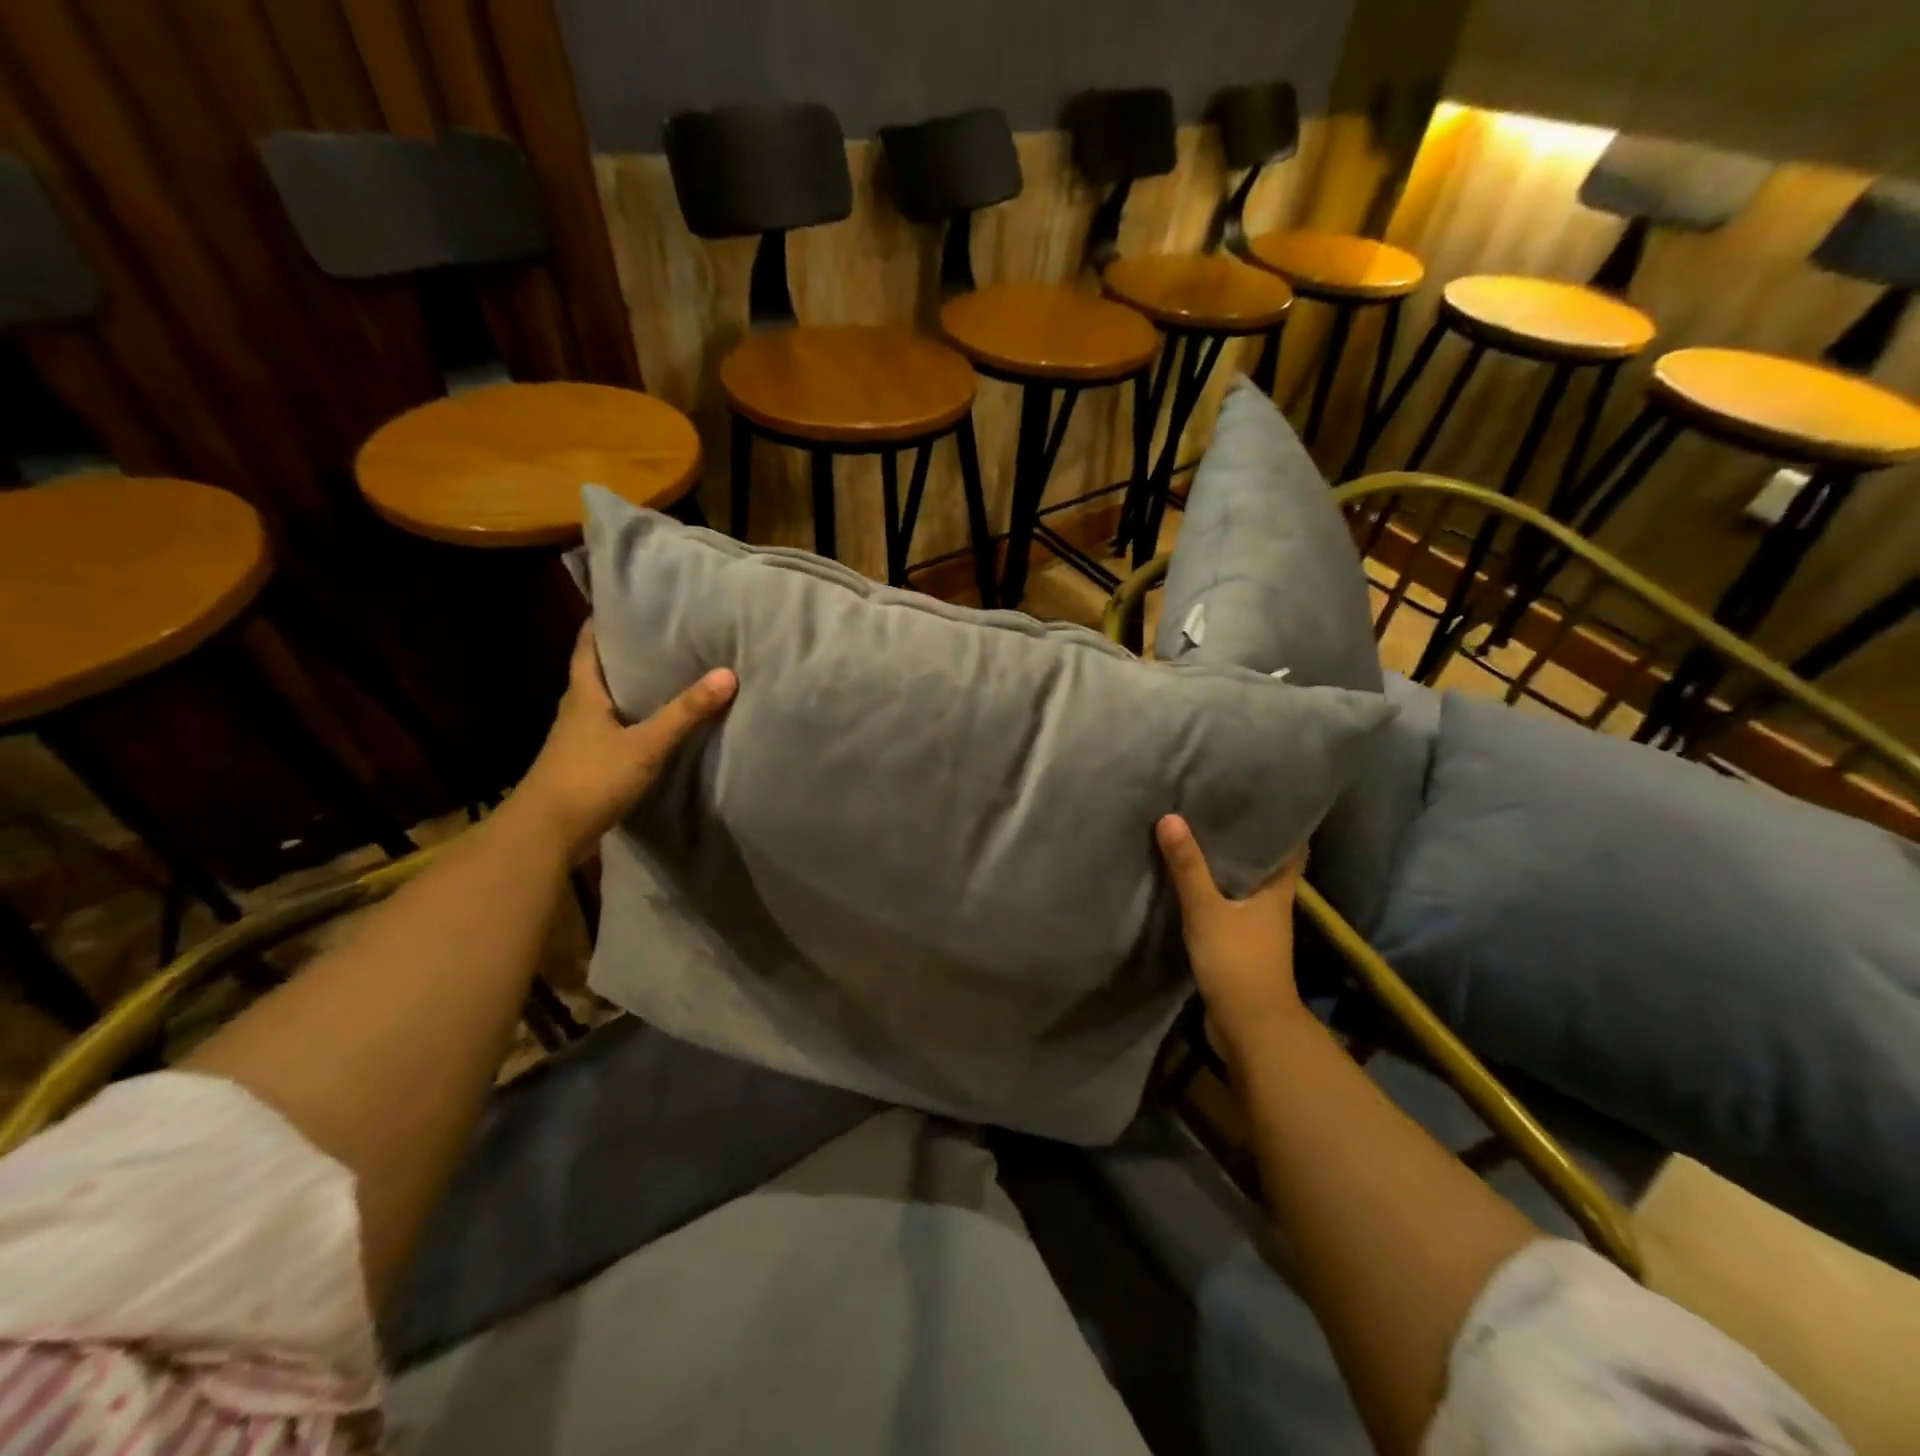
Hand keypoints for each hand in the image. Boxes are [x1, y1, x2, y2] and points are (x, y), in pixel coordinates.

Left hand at [514, 624, 735, 861]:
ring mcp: (580, 740)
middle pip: (600, 672)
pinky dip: (635, 722)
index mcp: (583, 694)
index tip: (630, 604)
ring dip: (633, 690)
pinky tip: (659, 726)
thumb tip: (727, 674)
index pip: (588, 645)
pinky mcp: (588, 764)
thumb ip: (684, 713)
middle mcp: (578, 710)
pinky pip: (615, 731)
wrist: (546, 835)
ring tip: (670, 676)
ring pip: (608, 703)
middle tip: (665, 637)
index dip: (604, 623)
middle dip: (628, 654)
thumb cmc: (589, 779)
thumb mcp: (644, 745)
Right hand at [1157, 814, 1308, 1054]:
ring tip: (1198, 834)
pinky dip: (1213, 890)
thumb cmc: (1238, 962)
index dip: (1282, 822)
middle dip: (1246, 839)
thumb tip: (1171, 817)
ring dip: (1226, 865)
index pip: (1292, 848)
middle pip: (1265, 864)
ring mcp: (1258, 927)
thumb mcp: (1207, 910)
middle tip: (1218, 807)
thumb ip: (1188, 867)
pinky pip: (1227, 906)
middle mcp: (1273, 905)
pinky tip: (1189, 880)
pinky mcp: (1240, 945)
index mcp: (1278, 891)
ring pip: (1244, 885)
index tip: (1261, 797)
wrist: (1249, 1027)